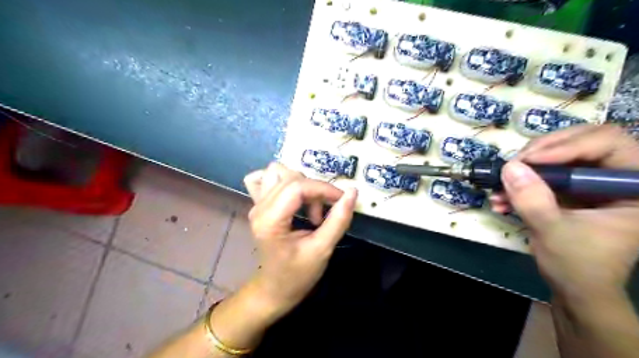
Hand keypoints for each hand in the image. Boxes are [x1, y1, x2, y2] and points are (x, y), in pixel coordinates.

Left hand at [242, 162, 356, 315]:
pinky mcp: (259, 205)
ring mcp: (256, 205)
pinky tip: (291, 195)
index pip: (298, 187)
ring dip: (300, 183)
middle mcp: (259, 208)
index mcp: (271, 221)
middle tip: (322, 215)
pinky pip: (264, 179)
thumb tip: (352, 192)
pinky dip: (281, 180)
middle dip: (314, 190)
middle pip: (290, 177)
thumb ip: (338, 220)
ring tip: (308, 206)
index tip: (342, 200)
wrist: (274, 289)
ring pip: (277, 172)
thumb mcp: (322, 250)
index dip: (324, 189)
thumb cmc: (297, 275)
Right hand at [490, 124, 638, 300]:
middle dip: (541, 152)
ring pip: (558, 155)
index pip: (608, 144)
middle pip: (581, 141)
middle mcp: (616, 178)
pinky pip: (544, 175)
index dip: (567, 146)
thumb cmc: (578, 266)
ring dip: (524, 170)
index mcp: (635, 187)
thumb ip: (533, 200)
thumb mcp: (553, 232)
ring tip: (499, 187)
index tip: (527, 161)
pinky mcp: (569, 190)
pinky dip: (520, 184)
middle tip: (513, 166)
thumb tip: (510, 167)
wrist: (574, 289)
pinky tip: (501, 199)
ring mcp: (590, 183)